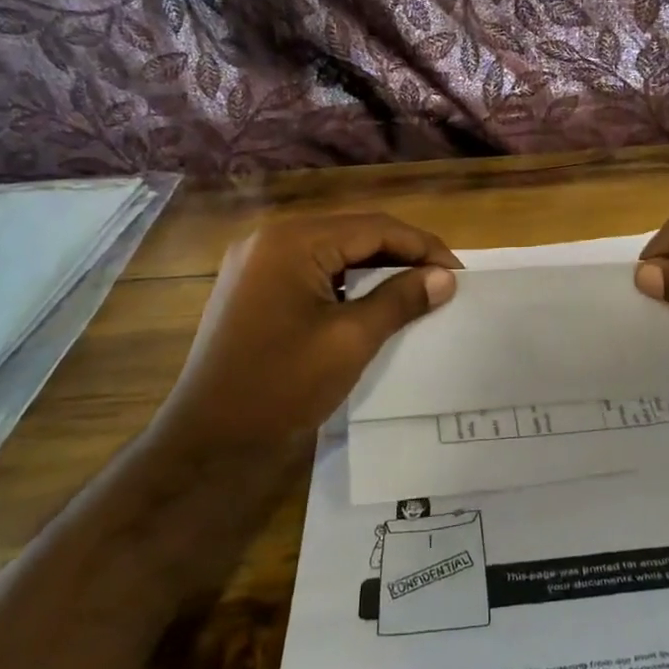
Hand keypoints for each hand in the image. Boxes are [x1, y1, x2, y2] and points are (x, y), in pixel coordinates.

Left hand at [159, 213, 459, 452]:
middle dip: (402, 254)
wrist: (209, 441)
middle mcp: (271, 239)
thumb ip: (400, 300)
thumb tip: (445, 277)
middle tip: (443, 280)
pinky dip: (349, 283)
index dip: (422, 246)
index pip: (373, 227)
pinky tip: (374, 301)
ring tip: (417, 289)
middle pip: (353, 233)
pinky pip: (314, 272)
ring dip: (377, 268)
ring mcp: (258, 264)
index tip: (459, 272)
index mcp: (292, 241)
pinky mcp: (256, 288)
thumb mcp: (350, 340)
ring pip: (335, 252)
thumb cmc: (281, 386)